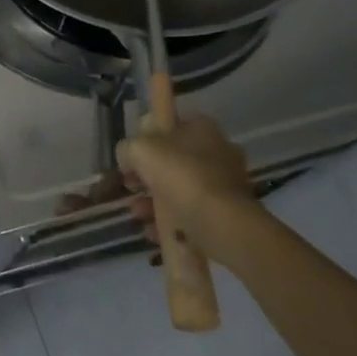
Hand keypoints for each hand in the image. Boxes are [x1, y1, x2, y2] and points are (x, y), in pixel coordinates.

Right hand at [115, 115, 255, 261]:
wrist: (219, 222)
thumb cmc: (179, 175)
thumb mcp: (138, 150)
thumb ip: (128, 148)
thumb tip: (128, 157)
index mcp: (202, 129)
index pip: (171, 125)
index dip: (147, 139)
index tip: (132, 156)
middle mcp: (219, 151)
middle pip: (175, 159)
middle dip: (148, 175)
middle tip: (130, 186)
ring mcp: (226, 183)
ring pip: (182, 188)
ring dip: (155, 200)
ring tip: (138, 213)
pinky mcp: (229, 212)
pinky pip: (193, 211)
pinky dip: (172, 219)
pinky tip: (154, 230)